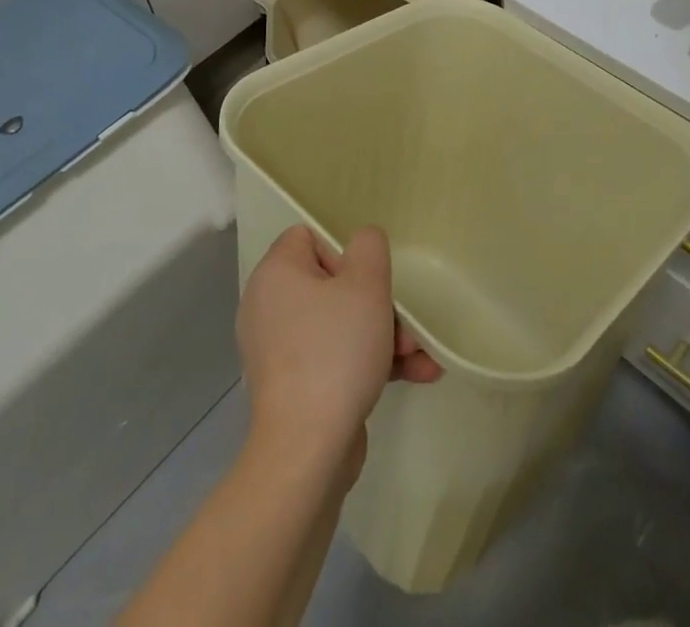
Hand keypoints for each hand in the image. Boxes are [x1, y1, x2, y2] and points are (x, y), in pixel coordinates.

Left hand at [237, 225, 442, 468]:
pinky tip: (416, 374)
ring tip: (420, 356)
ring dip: (384, 335)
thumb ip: (369, 247)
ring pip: (340, 325)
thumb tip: (362, 245)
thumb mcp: (365, 285)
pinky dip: (369, 363)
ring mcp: (280, 351)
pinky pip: (335, 358)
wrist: (307, 451)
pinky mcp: (294, 388)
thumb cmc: (335, 352)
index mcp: (276, 274)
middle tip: (405, 325)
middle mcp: (269, 307)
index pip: (309, 238)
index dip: (344, 253)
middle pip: (332, 285)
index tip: (366, 281)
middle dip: (377, 304)